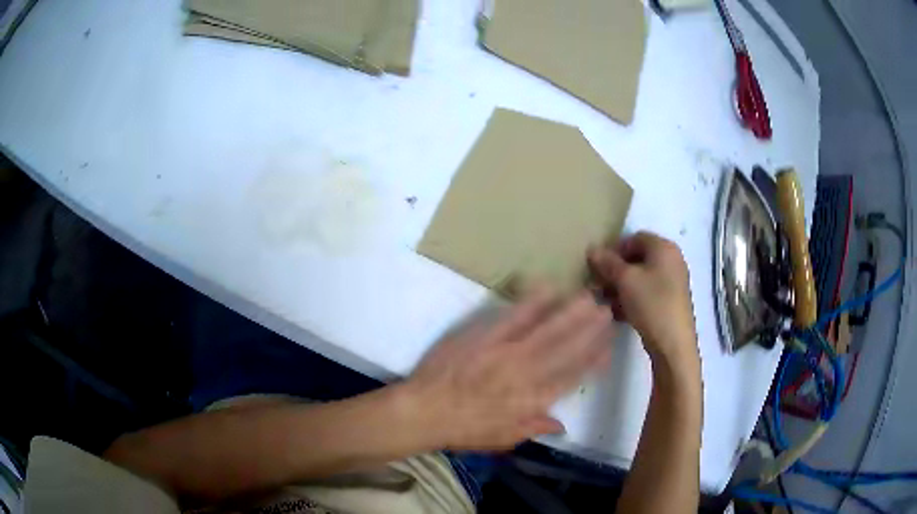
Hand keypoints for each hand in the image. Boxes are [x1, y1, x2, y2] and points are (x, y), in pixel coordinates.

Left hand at [402, 291, 612, 450]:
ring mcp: (505, 352)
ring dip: (570, 313)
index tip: (608, 347)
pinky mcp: (484, 336)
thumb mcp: (502, 440)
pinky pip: (513, 317)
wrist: (423, 411)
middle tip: (607, 311)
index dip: (593, 361)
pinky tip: (547, 289)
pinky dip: (532, 303)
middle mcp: (526, 374)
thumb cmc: (462, 430)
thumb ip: (533, 429)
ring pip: (546, 331)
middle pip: (565, 349)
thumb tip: (562, 425)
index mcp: (532, 401)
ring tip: (588, 297)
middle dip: (590, 330)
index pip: (571, 378)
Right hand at [588, 232, 698, 366]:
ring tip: (605, 302)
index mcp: (664, 248)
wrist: (673, 344)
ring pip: (641, 278)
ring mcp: (673, 282)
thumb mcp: (625, 280)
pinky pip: (647, 293)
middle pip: (638, 258)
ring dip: (621, 287)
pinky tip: (618, 313)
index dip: (614, 250)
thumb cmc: (652, 303)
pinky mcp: (670, 301)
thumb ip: (608, 263)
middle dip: (616, 271)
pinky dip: (632, 299)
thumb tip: (592, 249)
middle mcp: (671, 260)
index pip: (634, 238)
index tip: (598, 267)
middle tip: (598, 285)